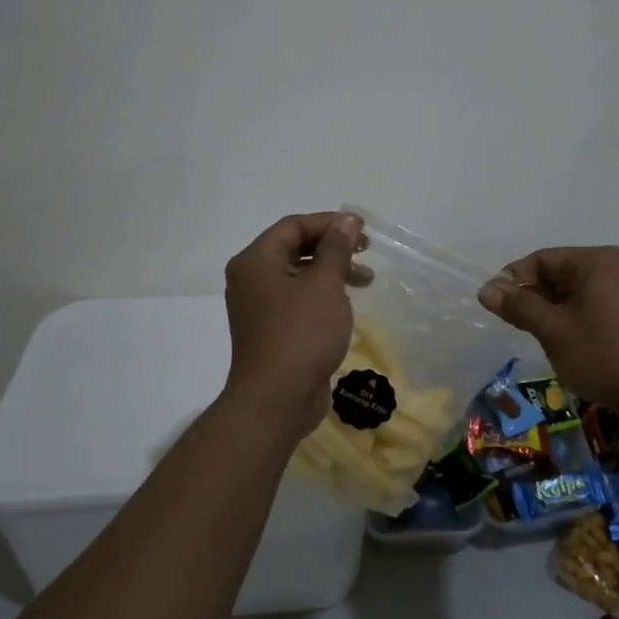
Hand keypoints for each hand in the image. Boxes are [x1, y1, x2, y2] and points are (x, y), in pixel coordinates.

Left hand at [222, 212, 365, 440]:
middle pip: (294, 248)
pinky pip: (299, 300)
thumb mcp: (325, 284)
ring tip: (367, 279)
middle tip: (366, 250)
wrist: (277, 399)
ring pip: (299, 275)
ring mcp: (260, 307)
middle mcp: (252, 279)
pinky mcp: (272, 330)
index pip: (293, 226)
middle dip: (332, 247)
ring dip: (333, 272)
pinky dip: (323, 295)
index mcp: (256, 261)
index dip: (329, 222)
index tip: (362, 229)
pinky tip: (347, 304)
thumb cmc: (301, 333)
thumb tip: (348, 219)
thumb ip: (337, 248)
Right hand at [477, 246, 618, 420]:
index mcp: (594, 261)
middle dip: (531, 297)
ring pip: (571, 293)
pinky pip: (588, 306)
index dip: (513, 280)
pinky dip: (568, 320)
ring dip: (549, 311)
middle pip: (556, 273)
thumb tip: (486, 290)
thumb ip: (519, 307)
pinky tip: (561, 344)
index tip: (494, 307)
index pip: (541, 259)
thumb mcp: (554, 330)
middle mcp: (610, 268)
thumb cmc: (604, 355)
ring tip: (535, 337)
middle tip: (513, 325)